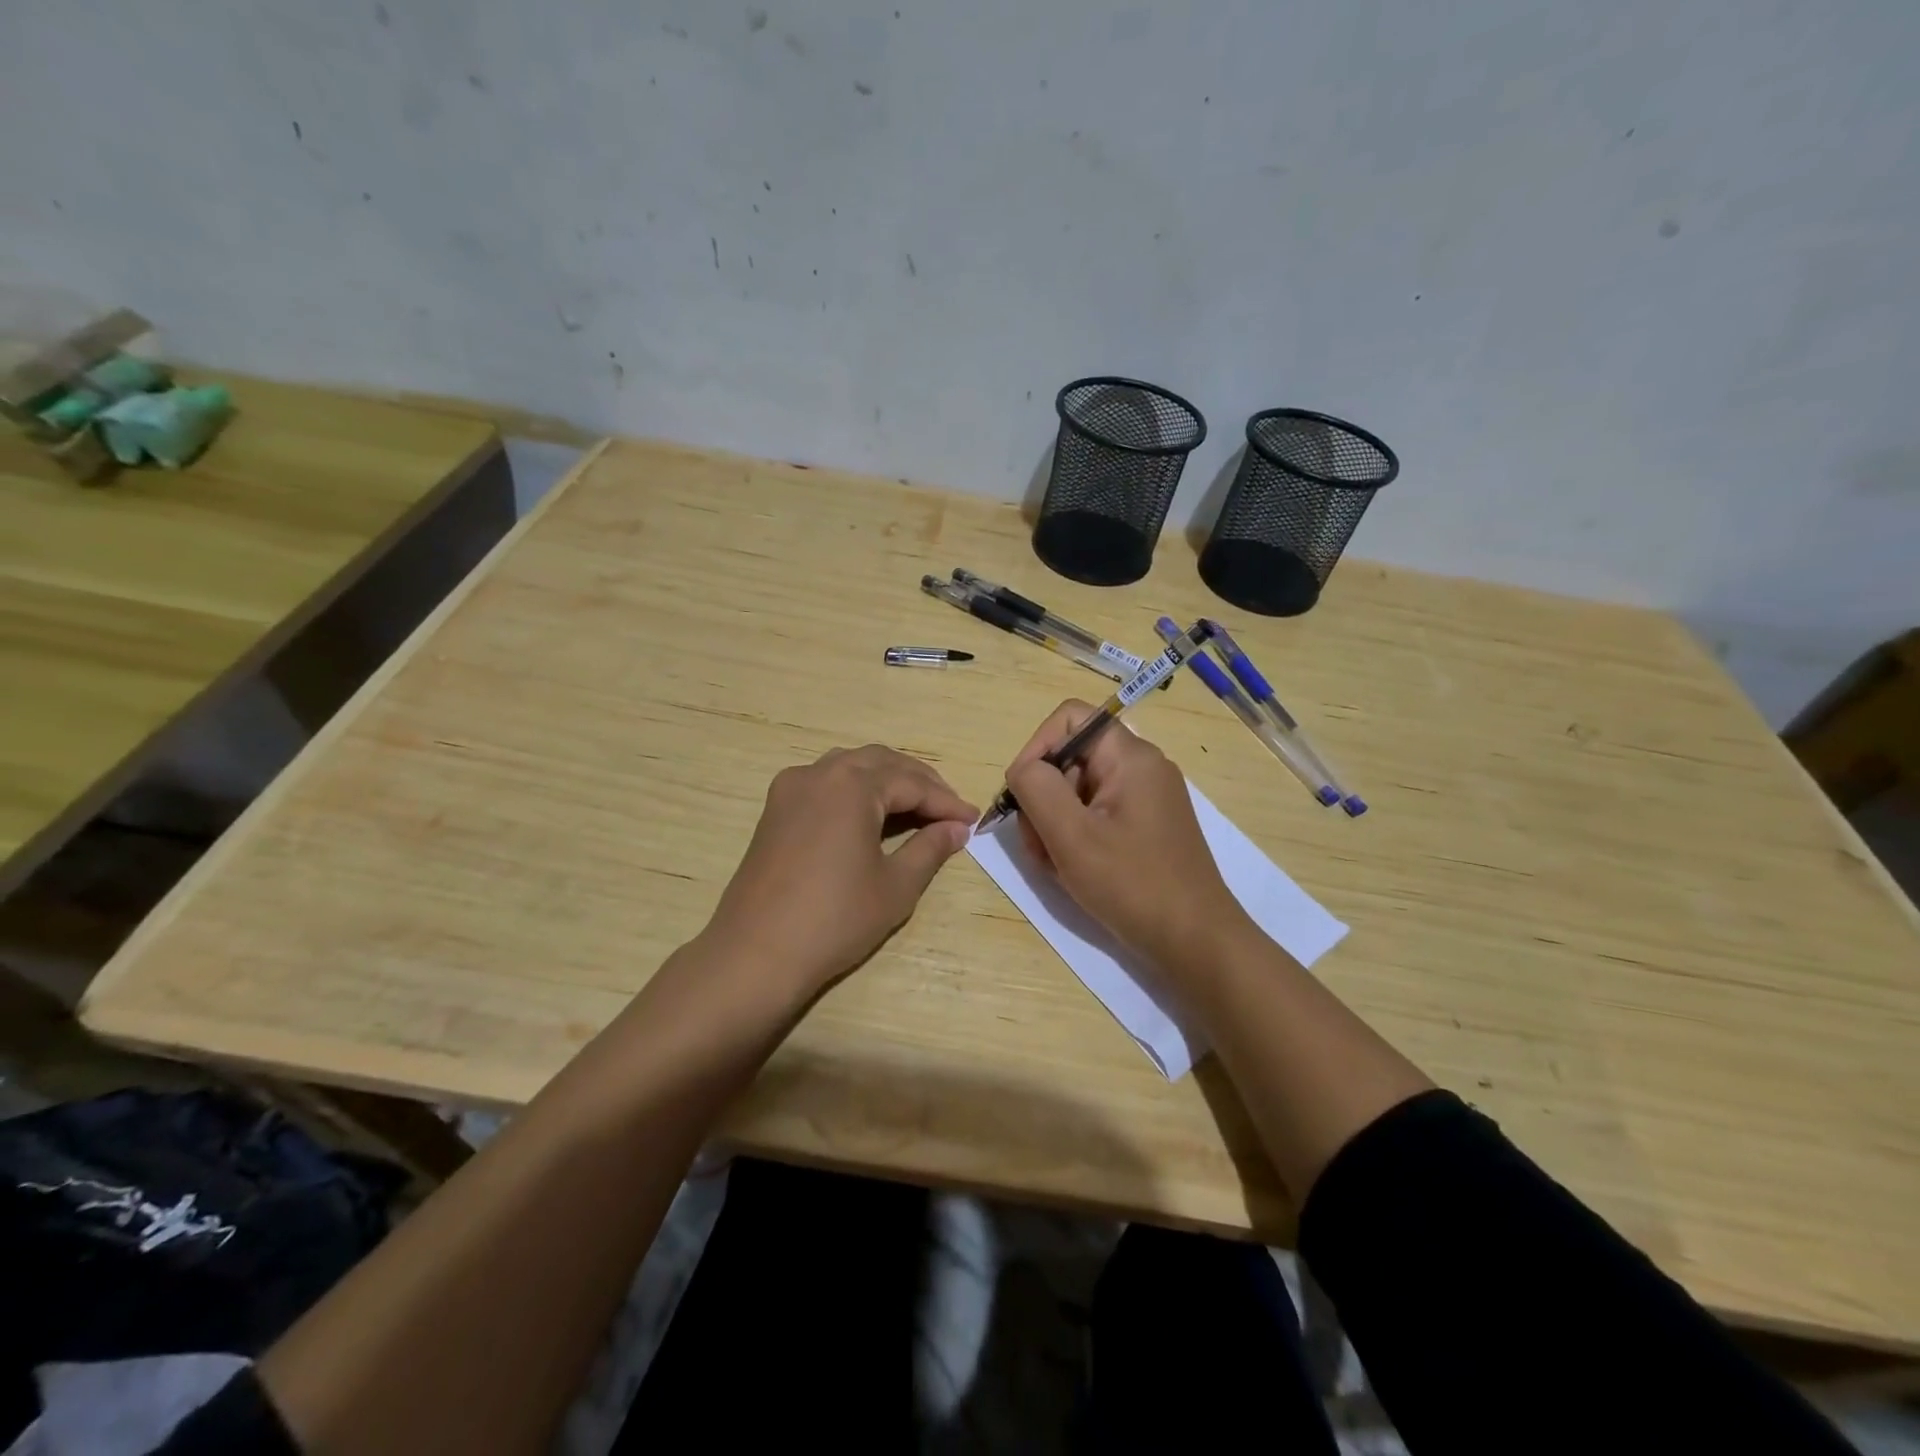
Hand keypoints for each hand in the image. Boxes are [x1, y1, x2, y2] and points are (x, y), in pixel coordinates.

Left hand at [702, 745, 977, 1001]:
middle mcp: (819, 773)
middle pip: (881, 763)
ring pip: (850, 766)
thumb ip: (930, 848)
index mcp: (851, 785)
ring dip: (887, 780)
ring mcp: (791, 789)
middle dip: (919, 782)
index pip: (911, 784)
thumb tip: (956, 828)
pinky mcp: (775, 810)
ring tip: (916, 807)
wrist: (756, 954)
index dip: (946, 802)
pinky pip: (825, 782)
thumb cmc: (834, 920)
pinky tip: (871, 814)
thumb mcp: (895, 886)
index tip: (973, 819)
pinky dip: (856, 789)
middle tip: (948, 810)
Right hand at [1005, 700, 1251, 968]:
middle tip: (1038, 845)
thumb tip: (1022, 769)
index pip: (1069, 718)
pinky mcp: (1145, 828)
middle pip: (1070, 758)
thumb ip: (1037, 788)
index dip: (1036, 747)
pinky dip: (1075, 839)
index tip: (1022, 793)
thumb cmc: (1133, 884)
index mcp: (1130, 757)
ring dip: (1054, 824)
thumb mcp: (1072, 835)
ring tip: (1055, 866)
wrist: (1196, 943)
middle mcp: (1141, 768)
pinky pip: (1096, 817)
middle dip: (1043, 798)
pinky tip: (1073, 872)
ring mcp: (1145, 800)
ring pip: (1078, 792)